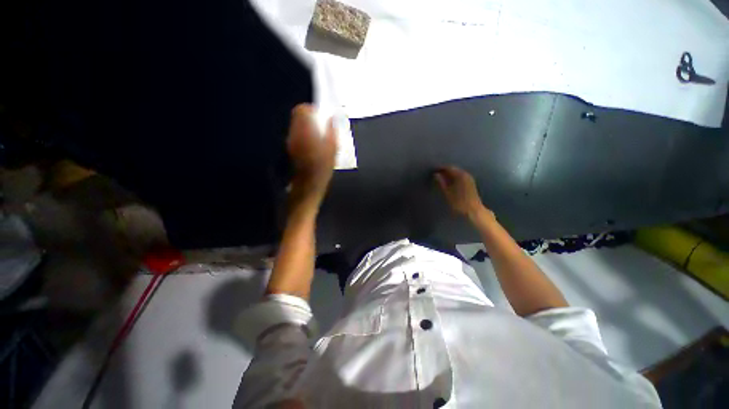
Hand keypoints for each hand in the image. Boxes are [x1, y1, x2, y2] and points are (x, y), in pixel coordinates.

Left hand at [287, 104, 336, 204]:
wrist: (308, 184)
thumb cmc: (323, 168)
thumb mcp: (333, 149)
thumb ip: (331, 131)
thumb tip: (330, 118)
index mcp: (305, 131)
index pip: (301, 110)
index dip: (311, 109)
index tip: (320, 115)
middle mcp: (294, 133)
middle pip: (297, 115)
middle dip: (308, 116)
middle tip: (320, 124)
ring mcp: (290, 140)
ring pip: (296, 124)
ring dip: (306, 124)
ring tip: (318, 134)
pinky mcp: (290, 147)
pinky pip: (295, 133)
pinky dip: (303, 133)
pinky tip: (312, 143)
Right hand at [434, 166, 492, 221]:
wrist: (473, 211)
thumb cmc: (459, 202)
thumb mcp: (447, 192)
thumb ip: (441, 182)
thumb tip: (436, 175)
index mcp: (460, 175)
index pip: (449, 167)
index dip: (440, 168)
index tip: (433, 170)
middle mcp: (466, 174)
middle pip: (454, 169)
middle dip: (445, 171)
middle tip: (436, 175)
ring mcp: (469, 179)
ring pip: (457, 173)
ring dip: (449, 175)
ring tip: (441, 179)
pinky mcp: (470, 183)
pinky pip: (460, 177)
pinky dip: (454, 178)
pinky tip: (449, 183)